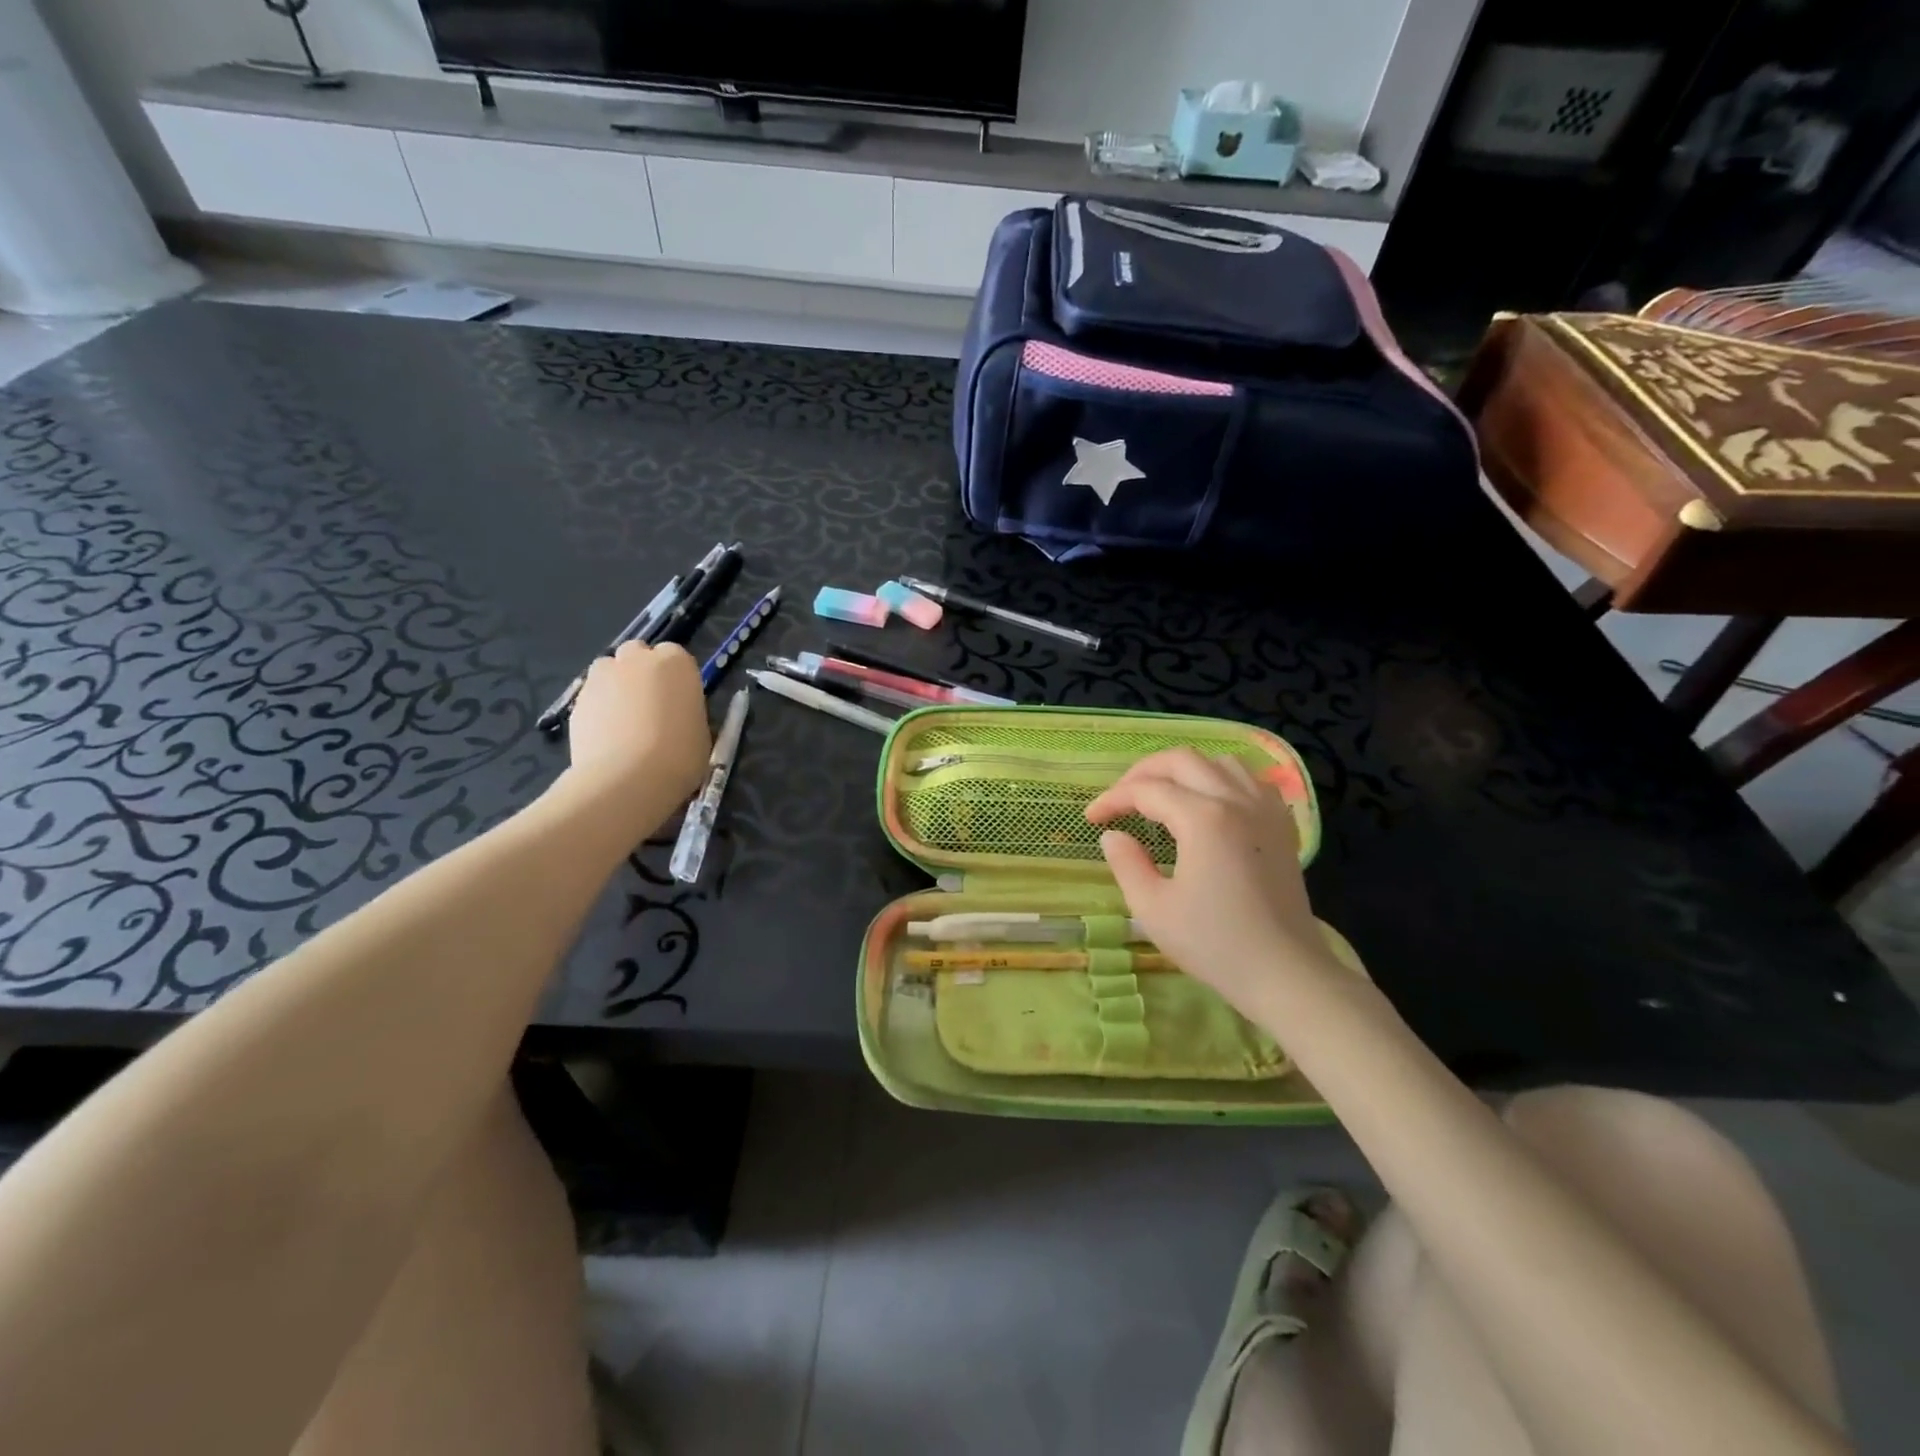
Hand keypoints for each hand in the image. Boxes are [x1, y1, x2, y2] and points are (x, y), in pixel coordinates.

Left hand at [565, 640, 709, 829]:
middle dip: (641, 672)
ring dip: (617, 686)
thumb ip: (687, 713)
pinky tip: (607, 737)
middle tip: (650, 705)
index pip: (676, 656)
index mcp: (676, 663)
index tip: (679, 701)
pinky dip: (599, 710)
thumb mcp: (701, 733)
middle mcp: (637, 659)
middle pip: (637, 654)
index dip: (676, 678)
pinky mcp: (577, 699)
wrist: (628, 779)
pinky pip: (592, 697)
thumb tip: (679, 717)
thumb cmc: (679, 755)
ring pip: (609, 671)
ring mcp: (603, 677)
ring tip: (624, 721)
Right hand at [1085, 748, 1331, 1013]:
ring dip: (1184, 770)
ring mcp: (1265, 810)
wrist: (1285, 974)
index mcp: (1203, 818)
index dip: (1113, 799)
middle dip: (1143, 772)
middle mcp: (1236, 800)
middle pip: (1182, 760)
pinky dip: (1222, 780)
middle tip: (1121, 799)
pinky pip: (1251, 781)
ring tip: (1163, 795)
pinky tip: (1211, 803)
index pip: (1147, 790)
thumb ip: (1127, 863)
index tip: (1092, 818)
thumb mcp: (1153, 909)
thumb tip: (1113, 836)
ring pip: (1219, 762)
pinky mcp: (1282, 826)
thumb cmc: (1215, 944)